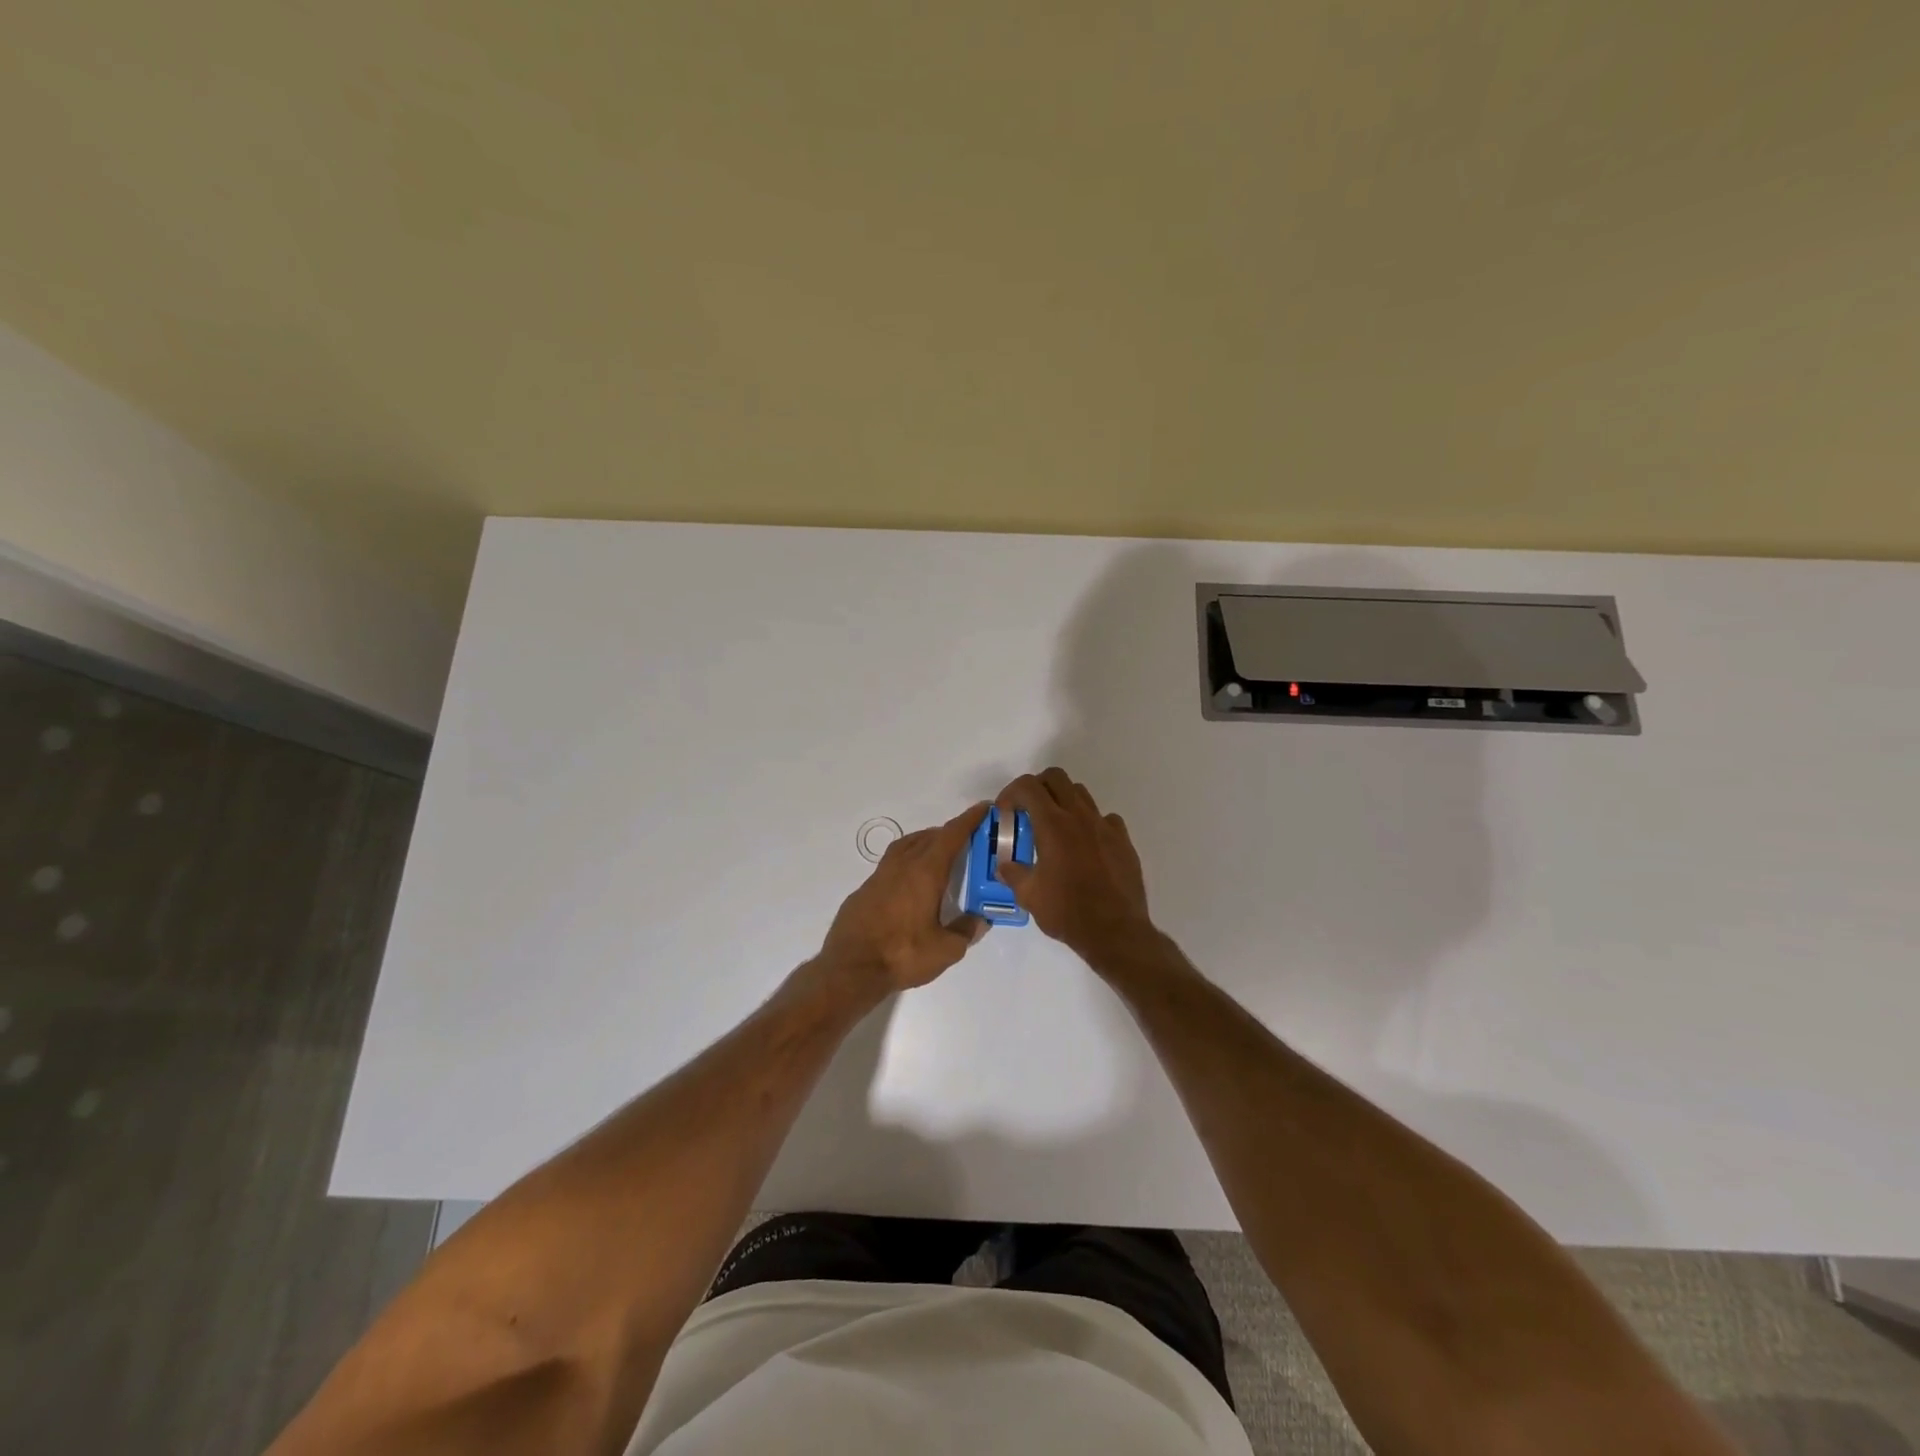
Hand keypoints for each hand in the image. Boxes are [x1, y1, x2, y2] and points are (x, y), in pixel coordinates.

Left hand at [819, 803, 989, 993]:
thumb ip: (966, 931)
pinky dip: (907, 861)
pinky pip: (891, 864)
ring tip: (938, 853)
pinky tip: (910, 882)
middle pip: (929, 837)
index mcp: (925, 872)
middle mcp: (902, 866)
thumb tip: (980, 920)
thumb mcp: (946, 950)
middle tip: (966, 839)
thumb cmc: (903, 954)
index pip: (951, 836)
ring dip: (925, 842)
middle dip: (949, 832)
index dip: (969, 820)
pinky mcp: (864, 890)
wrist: (850, 968)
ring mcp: (879, 876)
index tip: (983, 809)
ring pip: (906, 846)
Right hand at [995, 768, 1152, 961]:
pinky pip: (1105, 818)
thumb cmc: (1067, 912)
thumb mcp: (1029, 895)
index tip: (1005, 812)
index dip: (1011, 793)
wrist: (1115, 931)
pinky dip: (1090, 823)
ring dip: (1063, 801)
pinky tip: (1085, 844)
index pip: (1028, 786)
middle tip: (1028, 810)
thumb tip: (1004, 865)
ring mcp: (1104, 826)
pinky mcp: (1123, 840)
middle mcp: (1079, 816)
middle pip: (1056, 777)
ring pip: (1081, 793)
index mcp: (1052, 825)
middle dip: (1037, 787)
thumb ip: (1013, 873)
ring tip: (1055, 827)